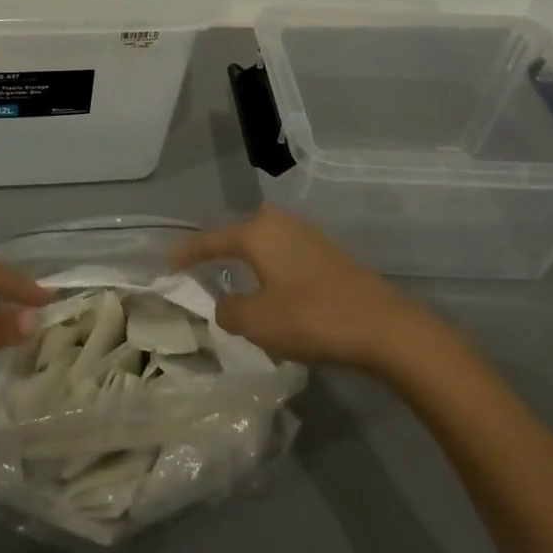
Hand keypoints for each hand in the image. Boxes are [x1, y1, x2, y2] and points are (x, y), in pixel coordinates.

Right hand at [171, 206, 443, 370]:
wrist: (384, 328)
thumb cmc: (311, 318)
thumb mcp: (256, 322)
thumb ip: (229, 311)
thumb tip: (227, 305)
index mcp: (257, 233)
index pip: (211, 241)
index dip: (187, 253)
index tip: (169, 263)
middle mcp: (281, 224)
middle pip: (242, 230)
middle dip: (224, 247)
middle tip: (208, 267)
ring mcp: (310, 236)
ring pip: (268, 241)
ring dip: (252, 259)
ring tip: (241, 281)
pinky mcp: (330, 255)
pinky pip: (288, 253)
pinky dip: (274, 267)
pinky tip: (277, 290)